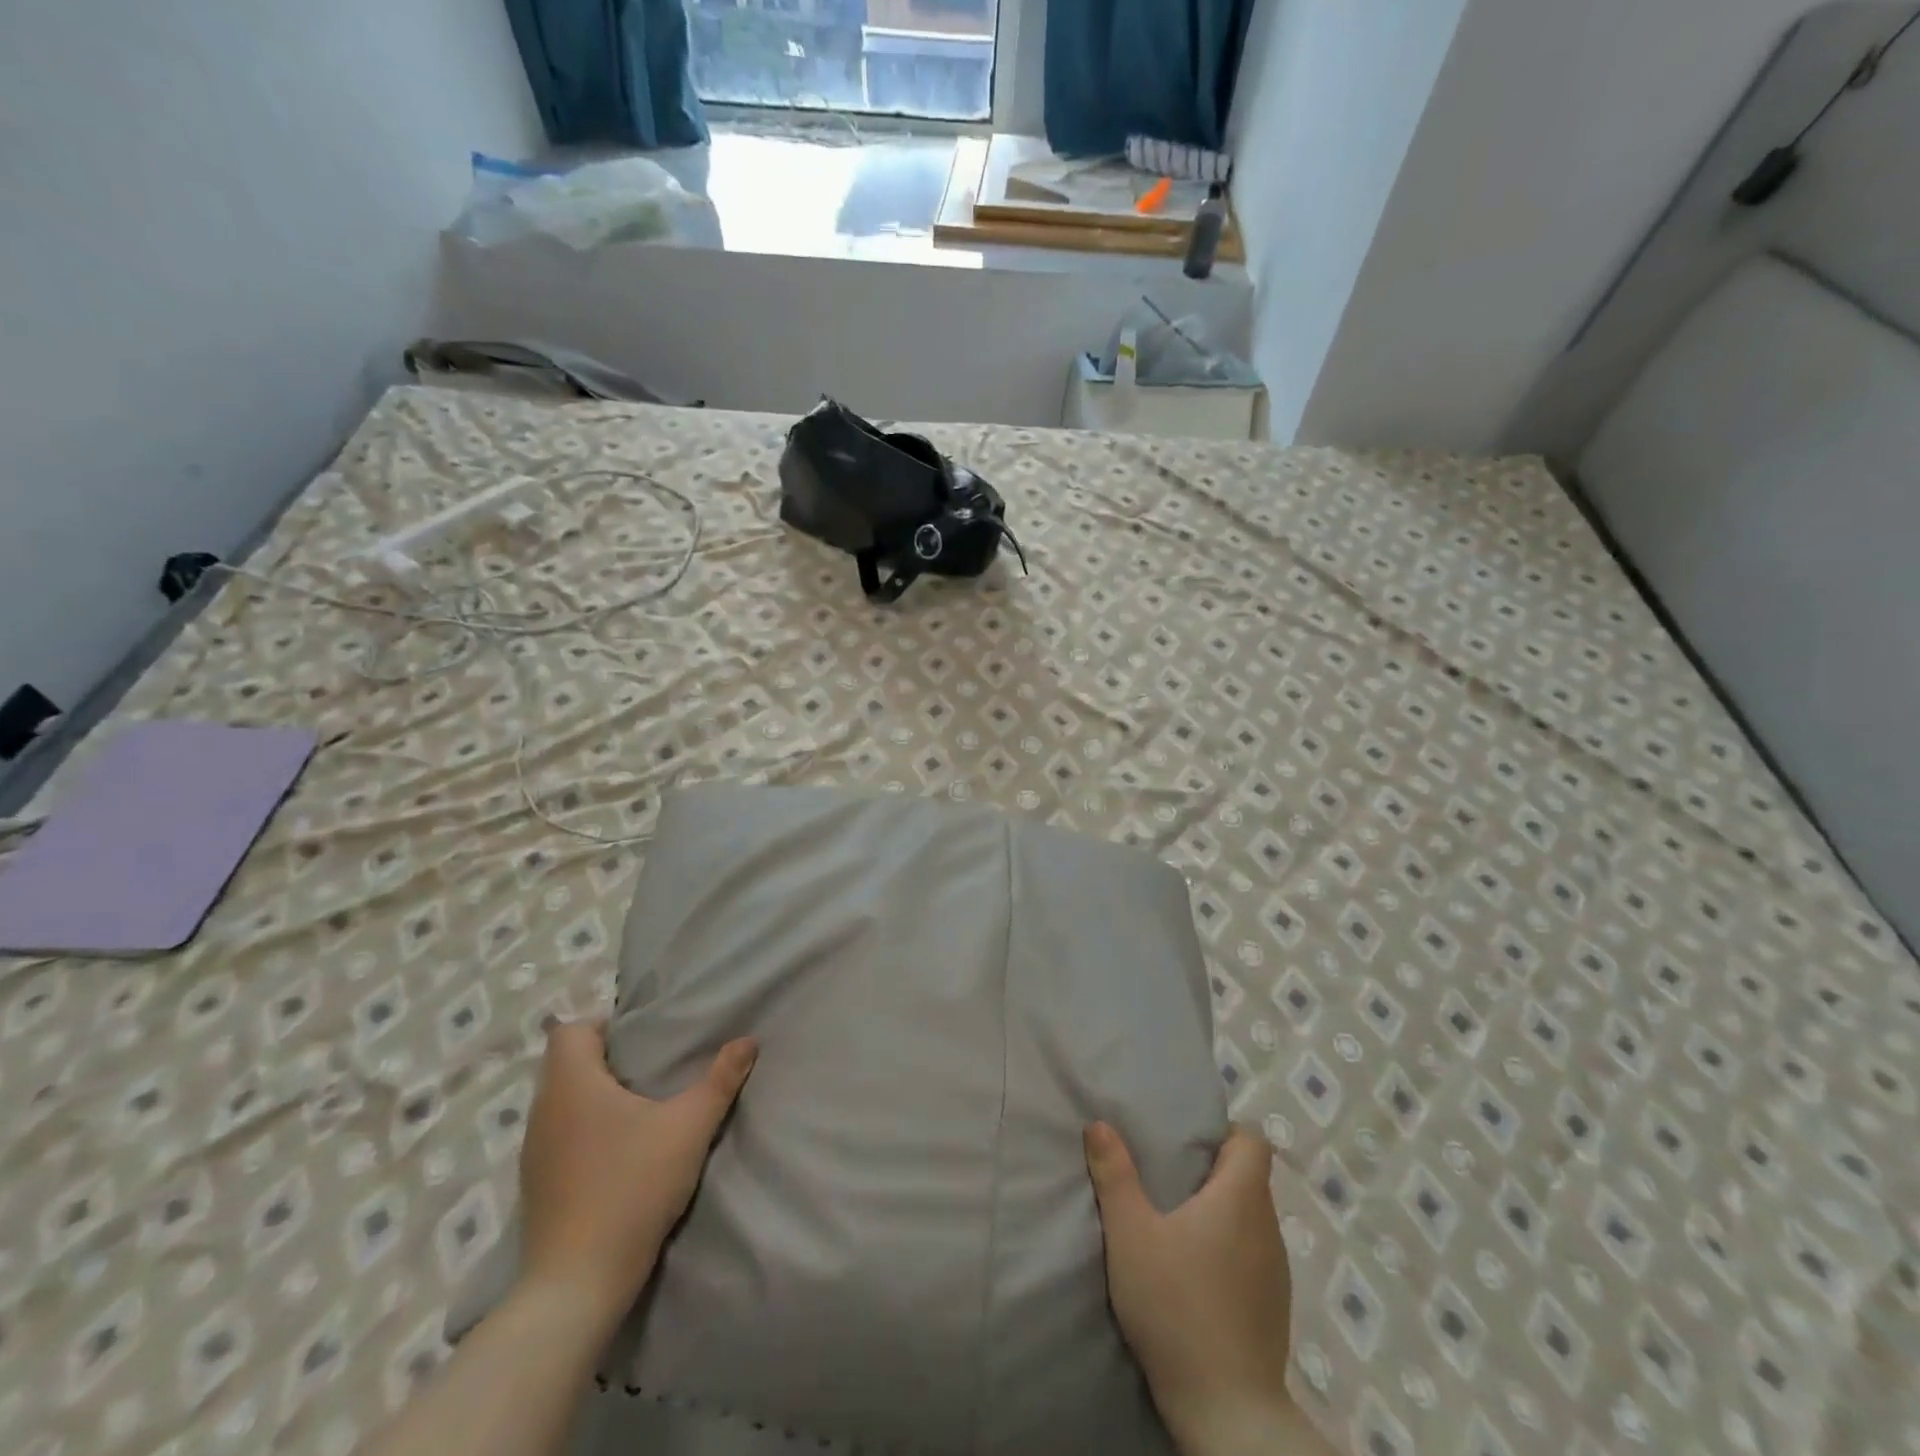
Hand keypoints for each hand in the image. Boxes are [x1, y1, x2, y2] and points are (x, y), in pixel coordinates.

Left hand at [518, 1020, 756, 1325]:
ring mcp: (533, 1152)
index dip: (603, 1025)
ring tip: (639, 1109)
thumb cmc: (632, 1187)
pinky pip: (559, 1135)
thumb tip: (748, 1040)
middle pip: (565, 1063)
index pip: (569, 1030)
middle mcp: (543, 1110)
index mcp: (571, 1084)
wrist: (577, 1285)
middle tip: (651, 1069)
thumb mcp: (689, 1127)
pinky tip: (618, 1153)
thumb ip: (721, 1079)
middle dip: (606, 1060)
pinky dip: (584, 1130)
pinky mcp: (535, 1186)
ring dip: (594, 1096)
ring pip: (561, 1101)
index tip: (642, 1040)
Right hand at [1085, 1122, 1305, 1455]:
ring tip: (1178, 1224)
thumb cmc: (1176, 1306)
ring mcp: (1277, 1271)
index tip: (1188, 1142)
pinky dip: (1230, 1250)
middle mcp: (1268, 1227)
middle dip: (1213, 1172)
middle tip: (1167, 1177)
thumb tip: (1099, 1123)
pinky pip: (1254, 1256)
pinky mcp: (1274, 1309)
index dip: (1225, 1134)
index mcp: (1241, 1197)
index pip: (1254, 1141)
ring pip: (1252, 1219)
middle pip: (1250, 1178)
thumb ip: (1114, 1175)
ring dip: (1221, 1213)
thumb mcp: (1130, 1234)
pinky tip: (1197, 1274)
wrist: (1226, 1413)